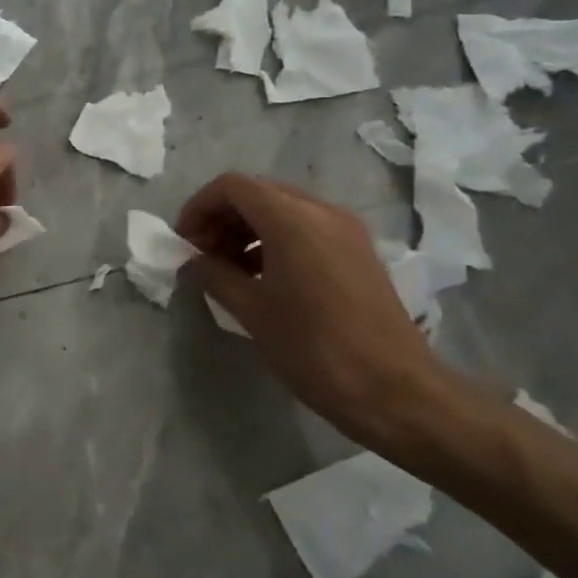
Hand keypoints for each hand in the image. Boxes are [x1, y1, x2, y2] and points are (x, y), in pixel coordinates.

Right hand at [177, 173, 460, 447]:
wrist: (393, 390)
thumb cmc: (313, 349)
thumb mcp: (252, 312)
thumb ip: (215, 275)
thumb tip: (195, 260)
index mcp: (293, 220)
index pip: (232, 186)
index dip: (199, 208)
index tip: (184, 243)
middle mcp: (322, 212)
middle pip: (258, 193)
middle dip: (222, 218)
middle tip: (201, 257)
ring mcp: (345, 230)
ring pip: (282, 209)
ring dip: (247, 230)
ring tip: (227, 270)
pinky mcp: (357, 251)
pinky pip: (305, 228)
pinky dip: (274, 241)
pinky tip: (261, 278)